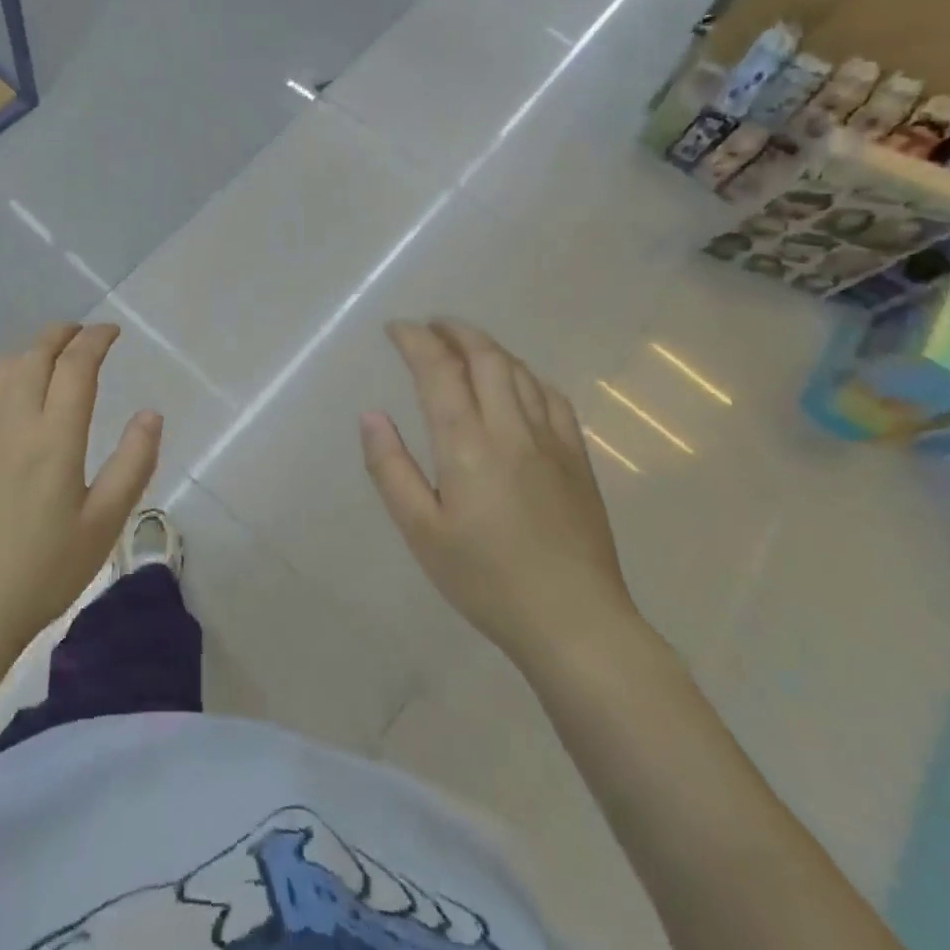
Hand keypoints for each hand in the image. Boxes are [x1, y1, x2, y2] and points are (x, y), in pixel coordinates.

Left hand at [0, 324, 162, 658]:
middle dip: (62, 334)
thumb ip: (133, 462)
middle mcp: (11, 419)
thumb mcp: (105, 523)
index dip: (96, 340)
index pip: (77, 365)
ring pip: (1, 368)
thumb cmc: (44, 570)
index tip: (111, 333)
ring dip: (29, 352)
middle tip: (82, 335)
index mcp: (54, 436)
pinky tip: (1, 395)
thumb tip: (151, 413)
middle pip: (36, 354)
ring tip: (47, 359)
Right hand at [360, 319, 642, 670]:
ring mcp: (551, 441)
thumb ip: (391, 469)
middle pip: (484, 357)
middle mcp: (511, 429)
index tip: (395, 329)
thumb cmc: (486, 580)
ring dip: (488, 347)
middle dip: (453, 331)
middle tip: (429, 327)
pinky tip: (517, 381)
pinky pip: (553, 397)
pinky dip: (527, 375)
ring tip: (464, 344)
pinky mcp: (578, 459)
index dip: (415, 340)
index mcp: (467, 445)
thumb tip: (371, 415)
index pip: (439, 370)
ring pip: (519, 371)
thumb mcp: (422, 532)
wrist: (574, 623)